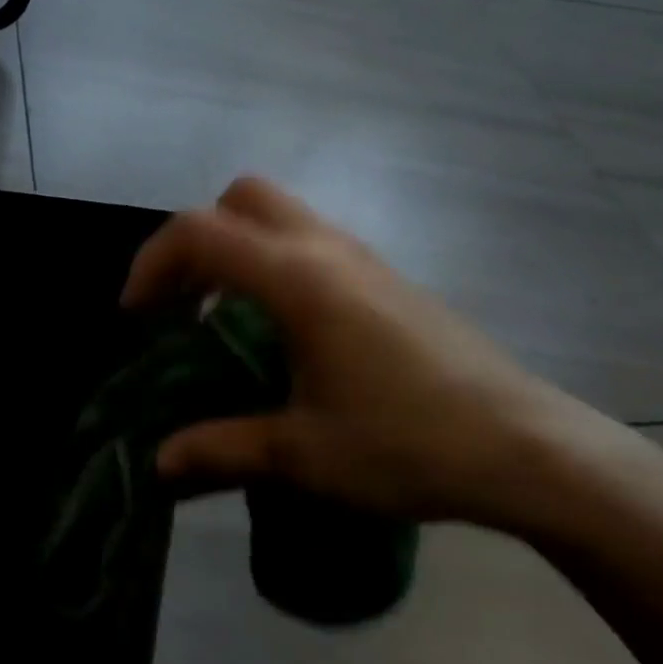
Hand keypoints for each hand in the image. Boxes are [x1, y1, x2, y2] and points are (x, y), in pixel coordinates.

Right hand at [123, 177, 607, 527]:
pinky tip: (284, 330)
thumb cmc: (407, 444)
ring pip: (280, 214)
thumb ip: (221, 450)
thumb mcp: (302, 455)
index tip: (136, 317)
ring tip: (223, 317)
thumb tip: (158, 465)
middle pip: (241, 198)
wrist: (526, 448)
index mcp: (297, 278)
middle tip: (182, 301)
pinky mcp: (387, 277)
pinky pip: (310, 241)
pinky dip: (273, 261)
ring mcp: (363, 257)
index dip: (152, 263)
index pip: (199, 232)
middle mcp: (326, 249)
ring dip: (236, 248)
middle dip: (196, 239)